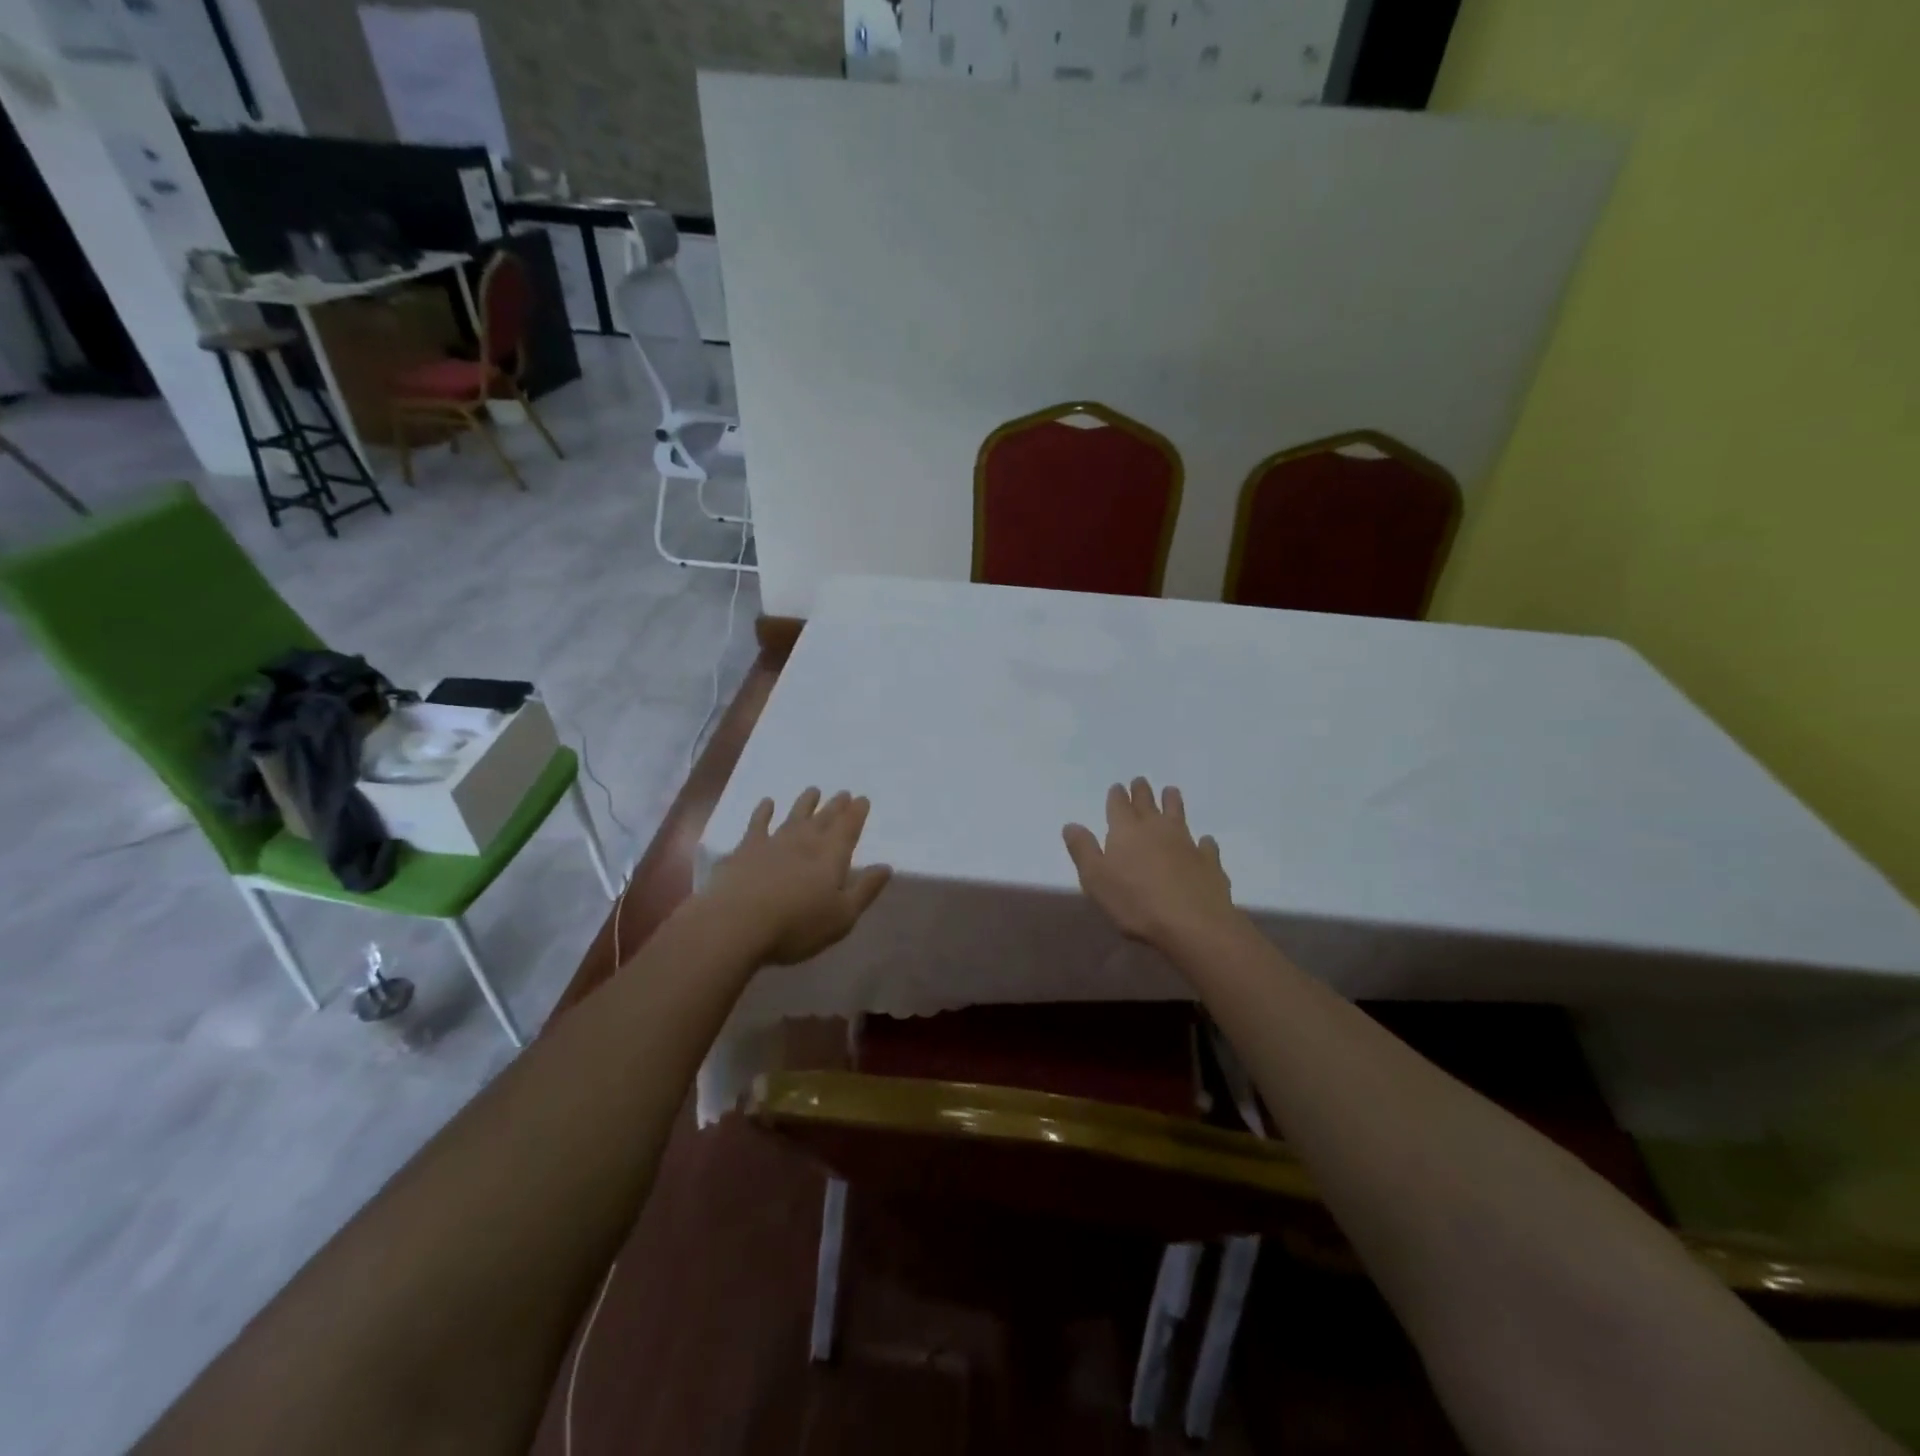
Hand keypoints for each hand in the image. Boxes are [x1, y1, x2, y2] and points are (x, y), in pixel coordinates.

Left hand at [705, 789, 892, 964]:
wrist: (737, 923)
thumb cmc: (797, 926)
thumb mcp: (842, 916)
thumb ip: (865, 890)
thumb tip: (886, 867)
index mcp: (832, 856)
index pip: (848, 828)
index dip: (857, 813)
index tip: (862, 799)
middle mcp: (805, 842)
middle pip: (824, 818)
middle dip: (836, 806)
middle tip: (843, 792)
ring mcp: (774, 842)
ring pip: (794, 816)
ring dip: (805, 803)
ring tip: (813, 790)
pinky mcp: (746, 849)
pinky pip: (758, 824)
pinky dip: (764, 811)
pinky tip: (767, 802)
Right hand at [1063, 778, 1234, 950]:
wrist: (1192, 924)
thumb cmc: (1135, 903)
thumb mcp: (1095, 879)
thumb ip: (1083, 850)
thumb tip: (1071, 825)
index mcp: (1126, 831)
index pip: (1118, 805)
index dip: (1117, 795)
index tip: (1117, 787)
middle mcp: (1156, 829)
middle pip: (1147, 803)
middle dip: (1142, 791)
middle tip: (1140, 781)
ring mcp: (1186, 843)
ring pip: (1178, 814)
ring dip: (1173, 802)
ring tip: (1171, 791)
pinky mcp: (1208, 861)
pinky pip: (1206, 845)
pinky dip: (1203, 842)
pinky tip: (1204, 842)